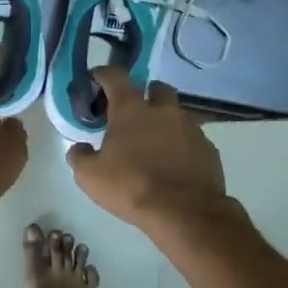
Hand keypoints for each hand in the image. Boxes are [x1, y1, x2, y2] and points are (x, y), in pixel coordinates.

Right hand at [67, 67, 231, 234]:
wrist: (184, 212)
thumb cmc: (131, 187)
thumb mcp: (89, 176)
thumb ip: (80, 156)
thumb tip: (80, 148)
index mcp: (131, 110)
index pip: (115, 76)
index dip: (103, 75)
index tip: (96, 81)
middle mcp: (163, 110)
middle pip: (156, 88)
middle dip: (145, 95)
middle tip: (134, 114)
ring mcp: (190, 127)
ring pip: (176, 113)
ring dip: (165, 122)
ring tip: (155, 144)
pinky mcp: (208, 148)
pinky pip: (192, 138)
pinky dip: (182, 145)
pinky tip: (174, 164)